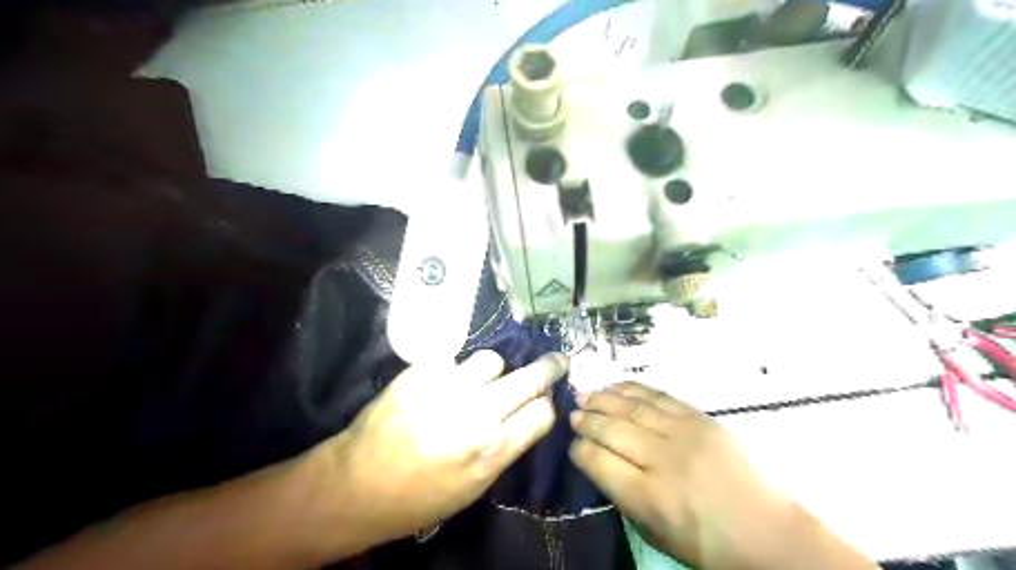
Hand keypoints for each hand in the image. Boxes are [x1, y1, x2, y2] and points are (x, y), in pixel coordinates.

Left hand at [322, 350, 567, 549]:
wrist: (358, 484)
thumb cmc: (421, 496)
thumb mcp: (475, 485)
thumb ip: (506, 446)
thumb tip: (529, 412)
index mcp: (492, 450)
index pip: (542, 412)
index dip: (545, 405)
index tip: (542, 402)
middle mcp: (476, 414)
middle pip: (530, 378)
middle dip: (549, 368)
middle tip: (556, 360)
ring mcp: (447, 387)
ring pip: (492, 360)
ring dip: (491, 371)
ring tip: (476, 383)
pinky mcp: (421, 371)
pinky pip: (452, 359)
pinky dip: (452, 370)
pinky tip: (441, 385)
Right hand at [571, 380, 801, 567]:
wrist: (767, 532)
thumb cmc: (706, 544)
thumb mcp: (654, 533)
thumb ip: (622, 495)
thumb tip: (598, 461)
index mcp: (647, 497)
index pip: (597, 461)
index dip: (579, 449)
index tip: (573, 444)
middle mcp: (661, 460)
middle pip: (611, 429)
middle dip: (586, 420)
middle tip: (573, 415)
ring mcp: (683, 434)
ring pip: (631, 408)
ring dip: (603, 399)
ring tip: (585, 395)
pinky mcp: (699, 419)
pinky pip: (658, 396)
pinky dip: (633, 389)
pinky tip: (616, 386)